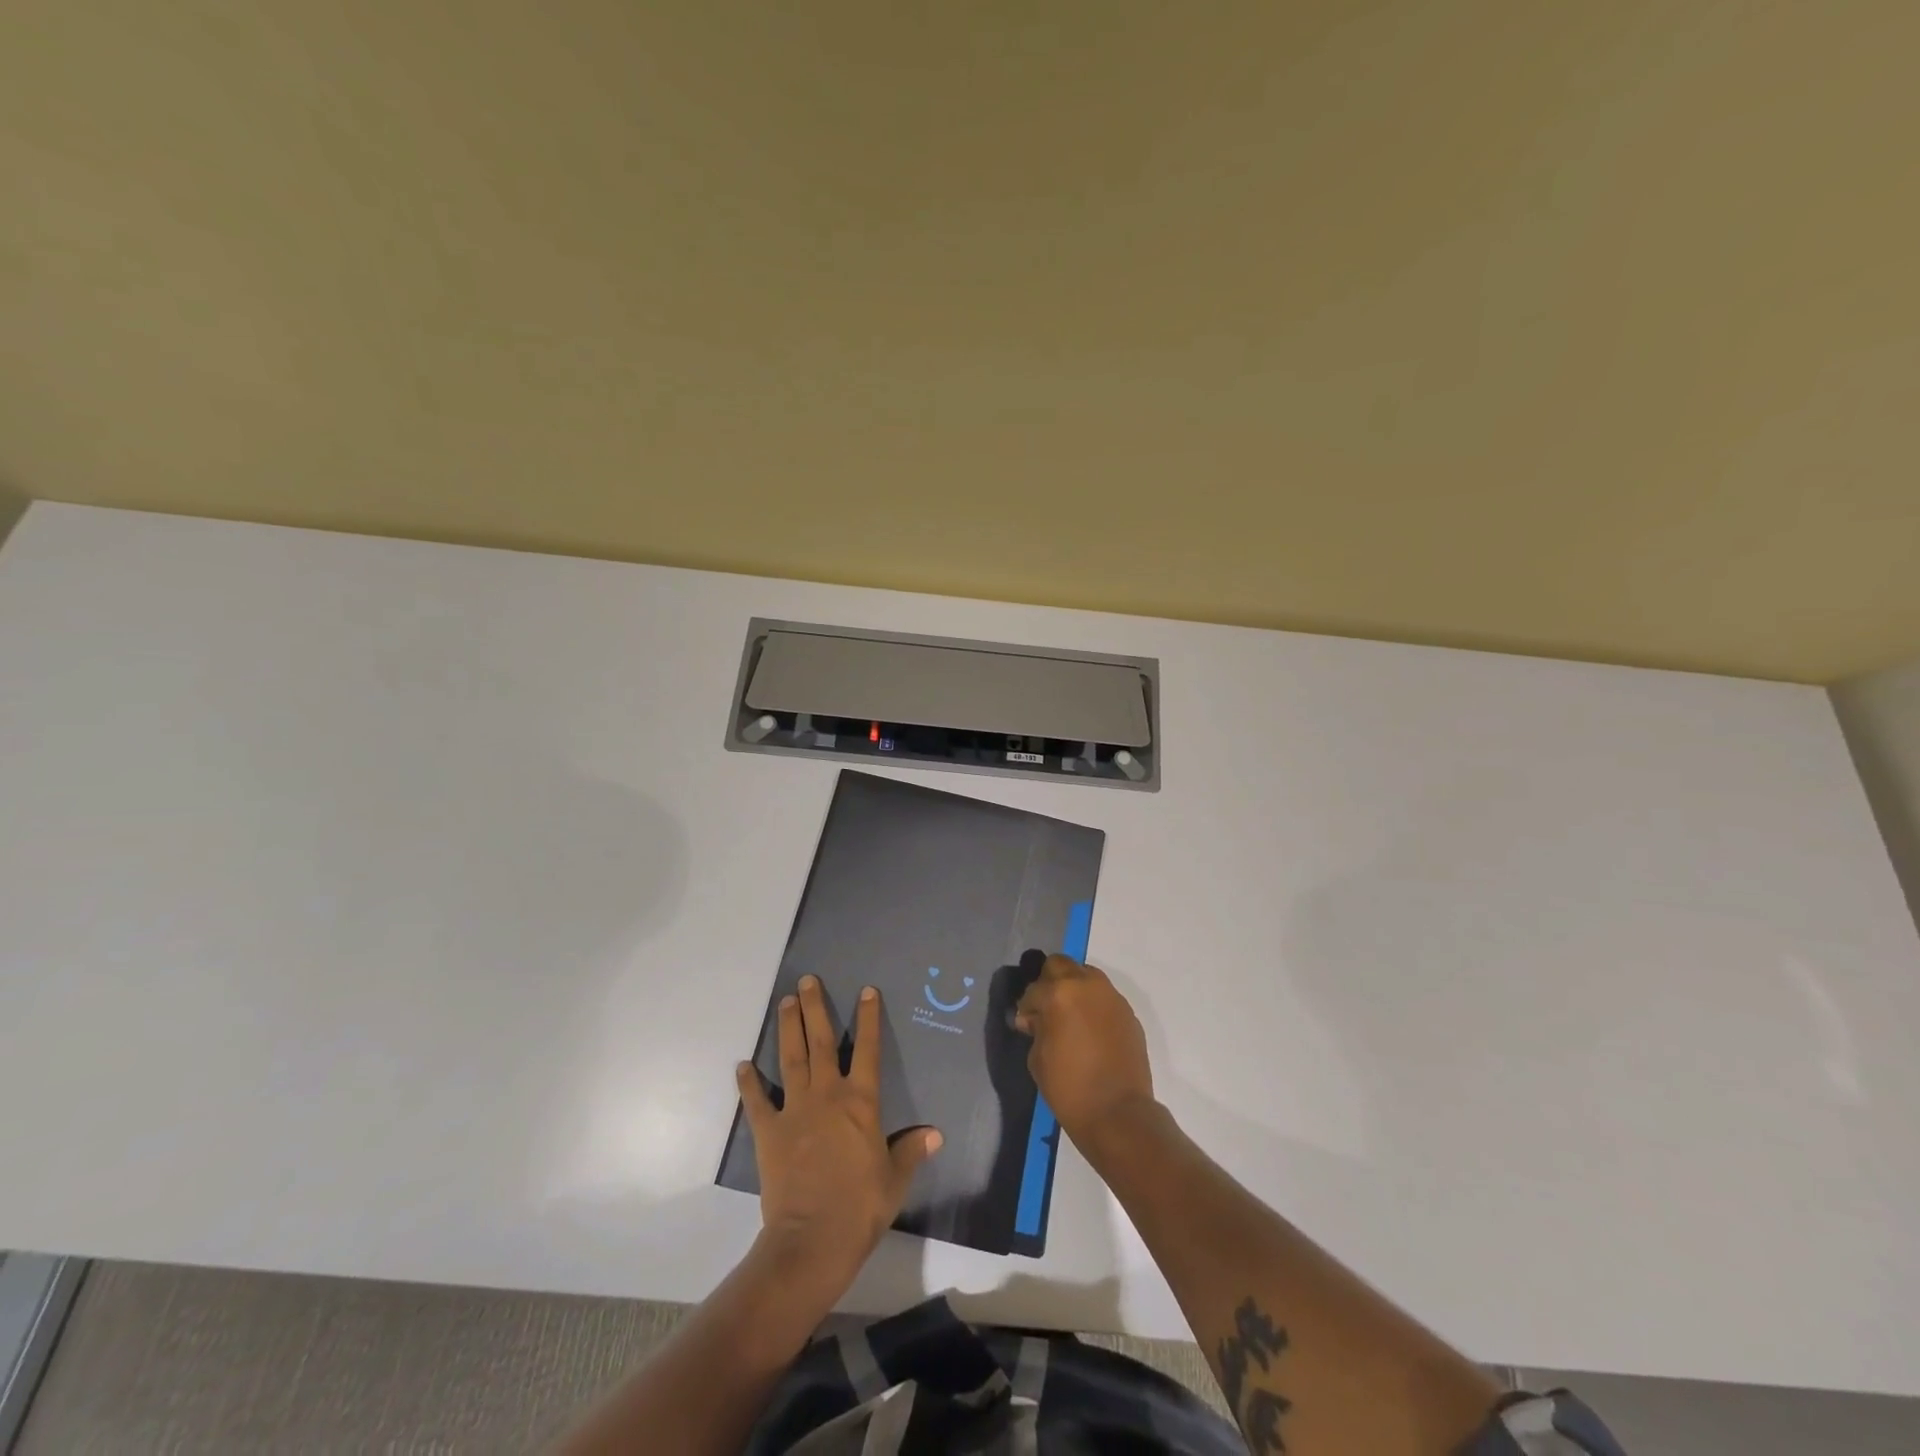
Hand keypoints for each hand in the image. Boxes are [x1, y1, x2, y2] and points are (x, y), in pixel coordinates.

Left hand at [737, 976, 941, 1290]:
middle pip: (821, 1041)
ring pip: (791, 1059)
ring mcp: (794, 1110)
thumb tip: (934, 1134)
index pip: (867, 1049)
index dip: (868, 1018)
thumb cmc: (861, 1207)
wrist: (813, 1240)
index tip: (866, 990)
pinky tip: (743, 1066)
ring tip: (784, 1002)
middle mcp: (827, 1095)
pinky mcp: (769, 1132)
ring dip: (787, 1029)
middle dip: (815, 1008)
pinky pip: (757, 1102)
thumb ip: (912, 1150)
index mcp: (861, 1102)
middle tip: (807, 981)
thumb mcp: (895, 1178)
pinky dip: (749, 1083)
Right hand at [1014, 955, 1155, 1145]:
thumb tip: (1036, 1019)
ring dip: (1074, 989)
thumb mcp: (1038, 1058)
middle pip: (1061, 965)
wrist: (1118, 1113)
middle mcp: (1088, 985)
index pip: (1034, 988)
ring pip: (1086, 976)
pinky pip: (1104, 998)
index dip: (1027, 1007)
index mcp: (1060, 993)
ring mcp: (1112, 997)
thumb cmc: (1069, 1087)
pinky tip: (1090, 1031)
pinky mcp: (1128, 1013)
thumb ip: (1036, 1028)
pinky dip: (1093, 1006)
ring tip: (1070, 1018)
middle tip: (1046, 1010)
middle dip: (1049, 983)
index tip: (1026, 1025)